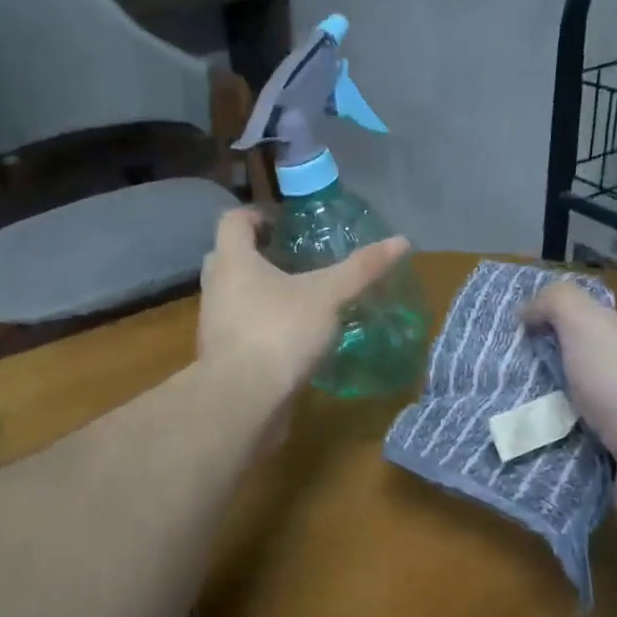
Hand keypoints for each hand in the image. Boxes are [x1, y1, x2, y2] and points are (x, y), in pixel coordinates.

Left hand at [198, 208, 409, 401]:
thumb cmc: (280, 333)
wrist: (243, 401)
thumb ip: (361, 269)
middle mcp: (216, 287)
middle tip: (293, 257)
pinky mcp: (221, 356)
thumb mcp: (328, 296)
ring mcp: (214, 324)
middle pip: (229, 257)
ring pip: (234, 295)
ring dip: (260, 291)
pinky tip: (291, 336)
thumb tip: (402, 241)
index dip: (257, 214)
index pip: (233, 220)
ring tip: (298, 297)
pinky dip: (261, 324)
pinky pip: (240, 328)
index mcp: (233, 260)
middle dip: (258, 254)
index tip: (285, 222)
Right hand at [522, 281, 616, 578]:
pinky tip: (519, 456)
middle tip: (495, 383)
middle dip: (540, 380)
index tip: (512, 341)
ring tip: (495, 421)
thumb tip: (526, 313)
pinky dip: (551, 459)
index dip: (554, 330)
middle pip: (580, 376)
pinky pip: (575, 460)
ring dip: (540, 423)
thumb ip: (557, 305)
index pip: (594, 330)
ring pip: (573, 421)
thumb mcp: (591, 326)